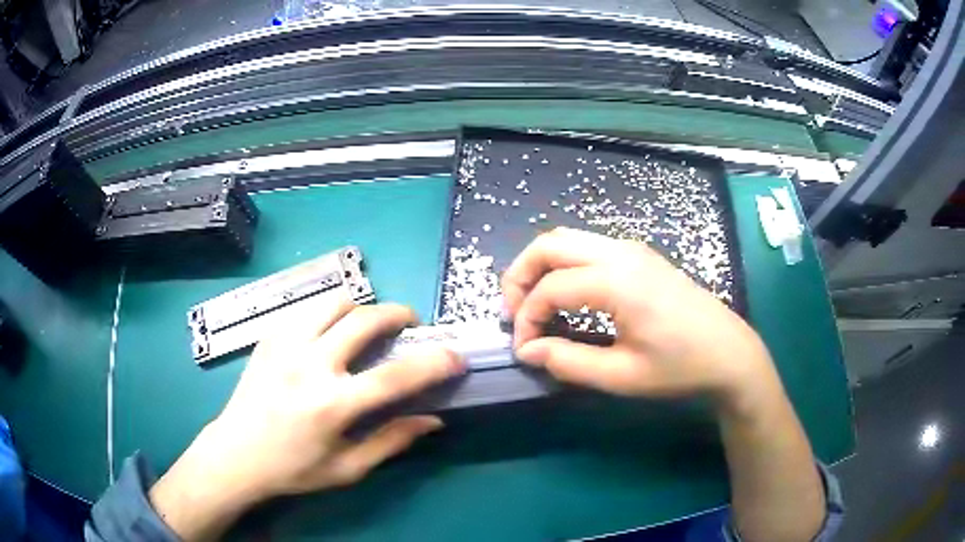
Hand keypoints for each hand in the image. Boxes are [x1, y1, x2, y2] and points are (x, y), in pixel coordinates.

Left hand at [149, 299, 463, 539]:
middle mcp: (309, 365)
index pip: (395, 376)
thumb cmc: (294, 469)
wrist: (237, 454)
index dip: (433, 362)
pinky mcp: (268, 338)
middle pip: (365, 319)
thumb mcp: (347, 469)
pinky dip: (328, 313)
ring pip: (333, 302)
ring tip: (368, 325)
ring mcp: (284, 345)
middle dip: (399, 314)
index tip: (455, 356)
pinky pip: (306, 309)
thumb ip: (392, 441)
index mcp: (332, 405)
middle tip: (410, 325)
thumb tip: (432, 420)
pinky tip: (329, 333)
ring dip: (361, 308)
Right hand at [502, 227, 776, 408]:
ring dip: (542, 267)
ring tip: (535, 305)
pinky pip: (588, 247)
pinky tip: (568, 297)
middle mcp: (620, 253)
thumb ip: (568, 362)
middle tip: (514, 313)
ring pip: (568, 239)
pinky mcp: (640, 256)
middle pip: (550, 244)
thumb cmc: (680, 367)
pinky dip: (565, 265)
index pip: (550, 289)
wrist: (729, 353)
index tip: (524, 350)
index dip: (527, 319)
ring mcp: (633, 249)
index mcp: (617, 281)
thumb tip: (529, 351)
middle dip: (520, 275)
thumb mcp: (622, 376)